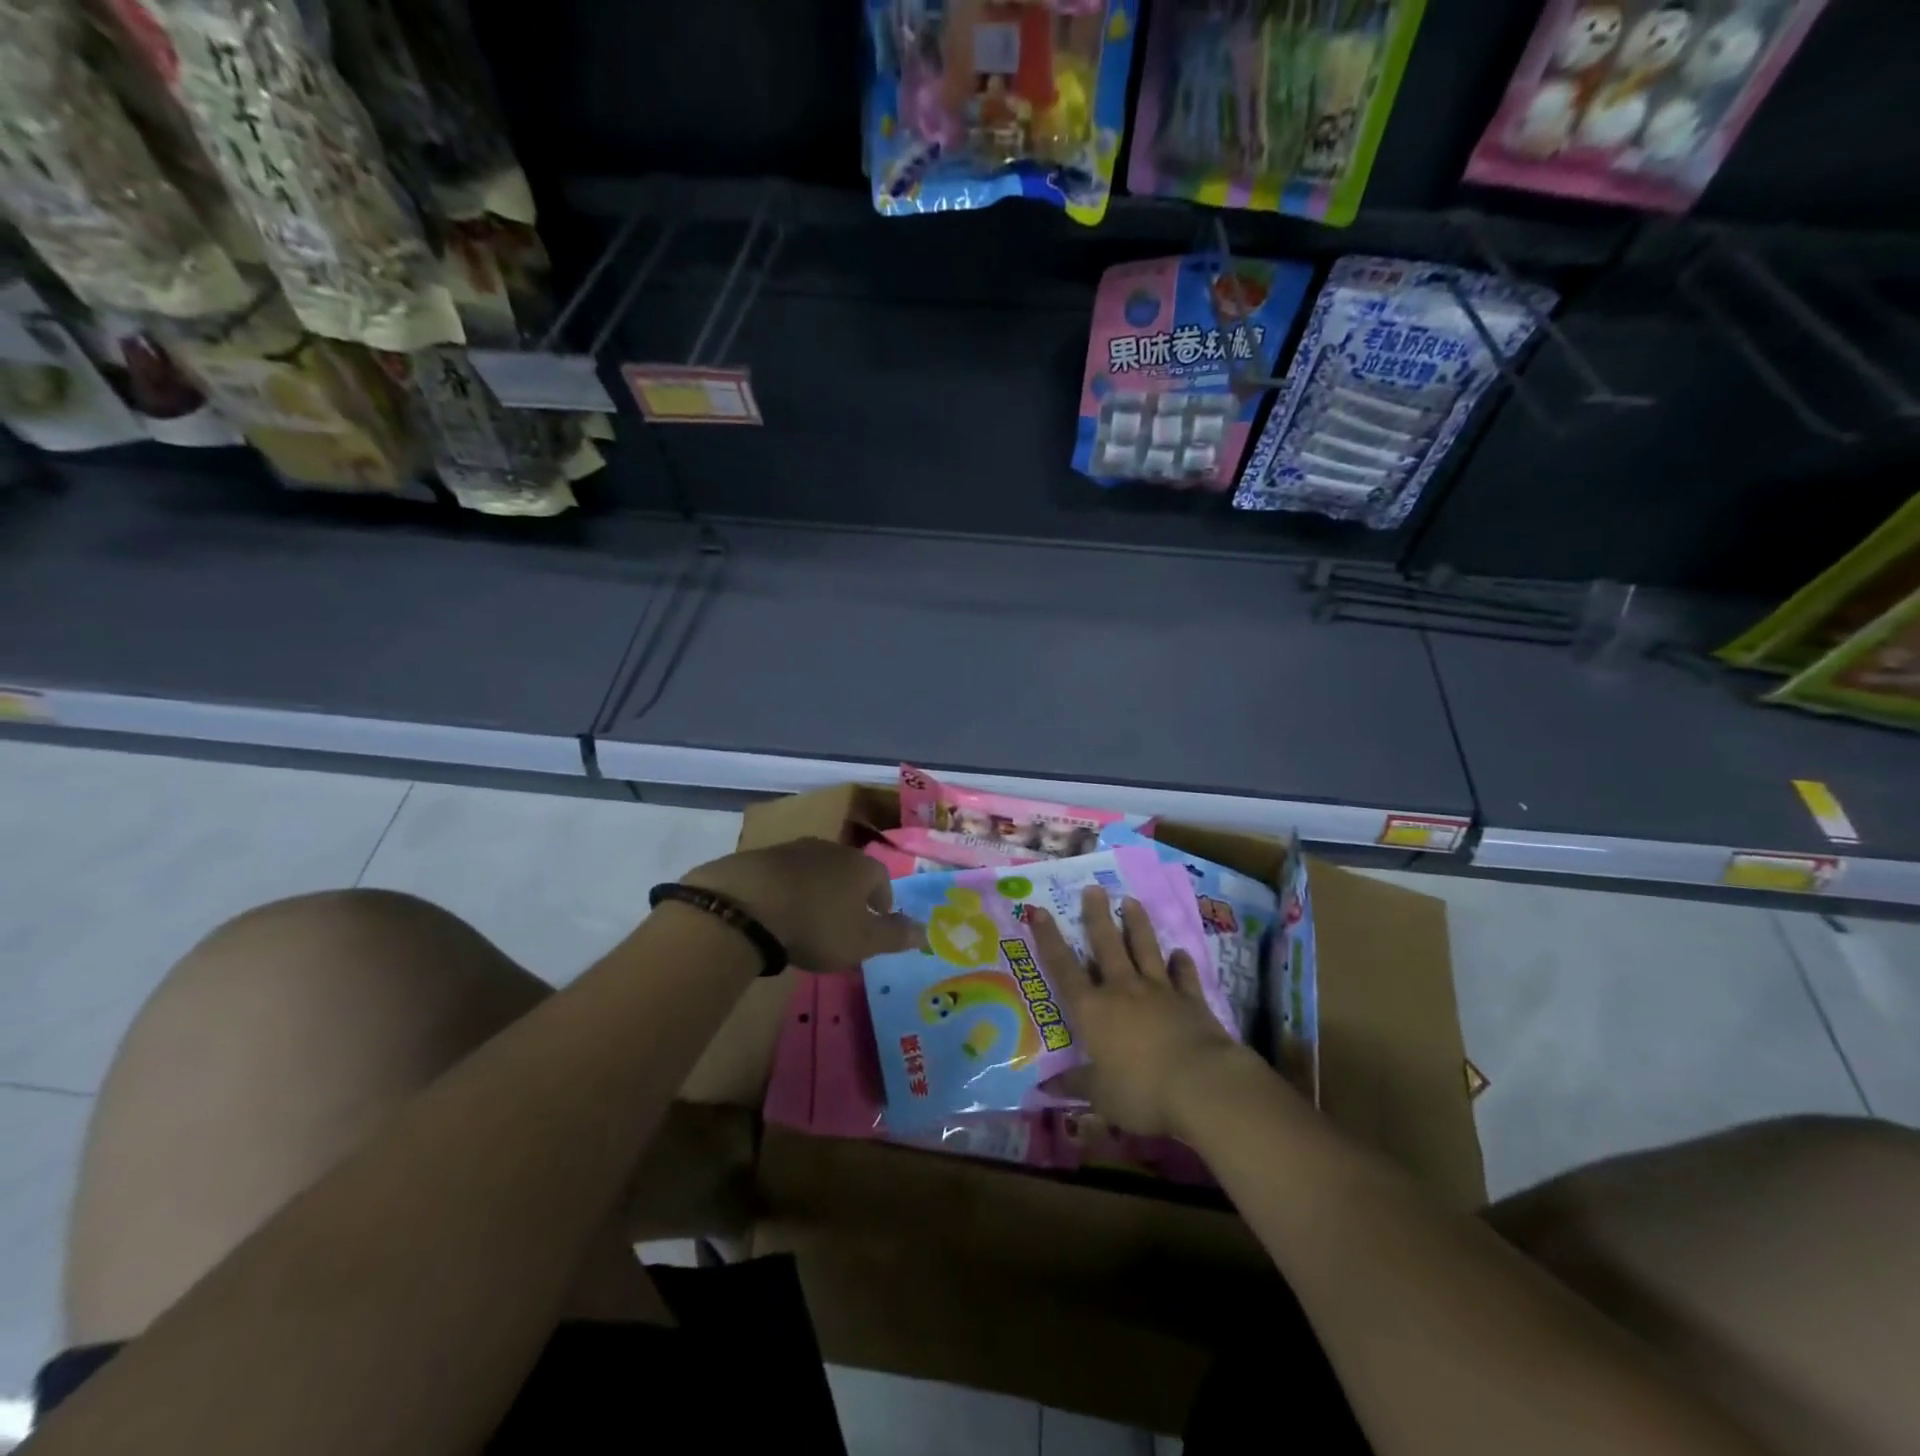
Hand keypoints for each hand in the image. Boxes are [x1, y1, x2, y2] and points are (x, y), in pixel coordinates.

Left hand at [684, 838, 922, 970]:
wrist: (748, 904)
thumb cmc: (817, 925)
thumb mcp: (863, 940)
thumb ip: (895, 936)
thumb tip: (926, 931)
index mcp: (862, 866)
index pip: (882, 878)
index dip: (883, 899)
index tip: (878, 919)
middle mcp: (833, 849)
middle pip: (849, 870)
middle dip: (850, 893)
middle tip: (844, 921)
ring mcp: (795, 849)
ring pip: (817, 870)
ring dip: (818, 890)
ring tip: (810, 918)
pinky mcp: (762, 857)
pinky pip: (785, 874)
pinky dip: (788, 890)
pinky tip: (779, 911)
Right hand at [1030, 886, 1252, 1138]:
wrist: (1202, 1085)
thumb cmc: (1141, 1091)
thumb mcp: (1100, 1095)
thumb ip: (1074, 1084)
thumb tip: (1042, 1089)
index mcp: (1093, 1010)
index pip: (1064, 968)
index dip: (1049, 939)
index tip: (1038, 911)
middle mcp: (1122, 990)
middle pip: (1106, 945)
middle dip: (1097, 916)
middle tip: (1093, 888)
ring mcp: (1159, 991)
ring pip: (1144, 949)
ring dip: (1137, 925)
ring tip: (1131, 901)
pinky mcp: (1191, 1000)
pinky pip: (1183, 975)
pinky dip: (1180, 963)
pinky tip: (1179, 952)